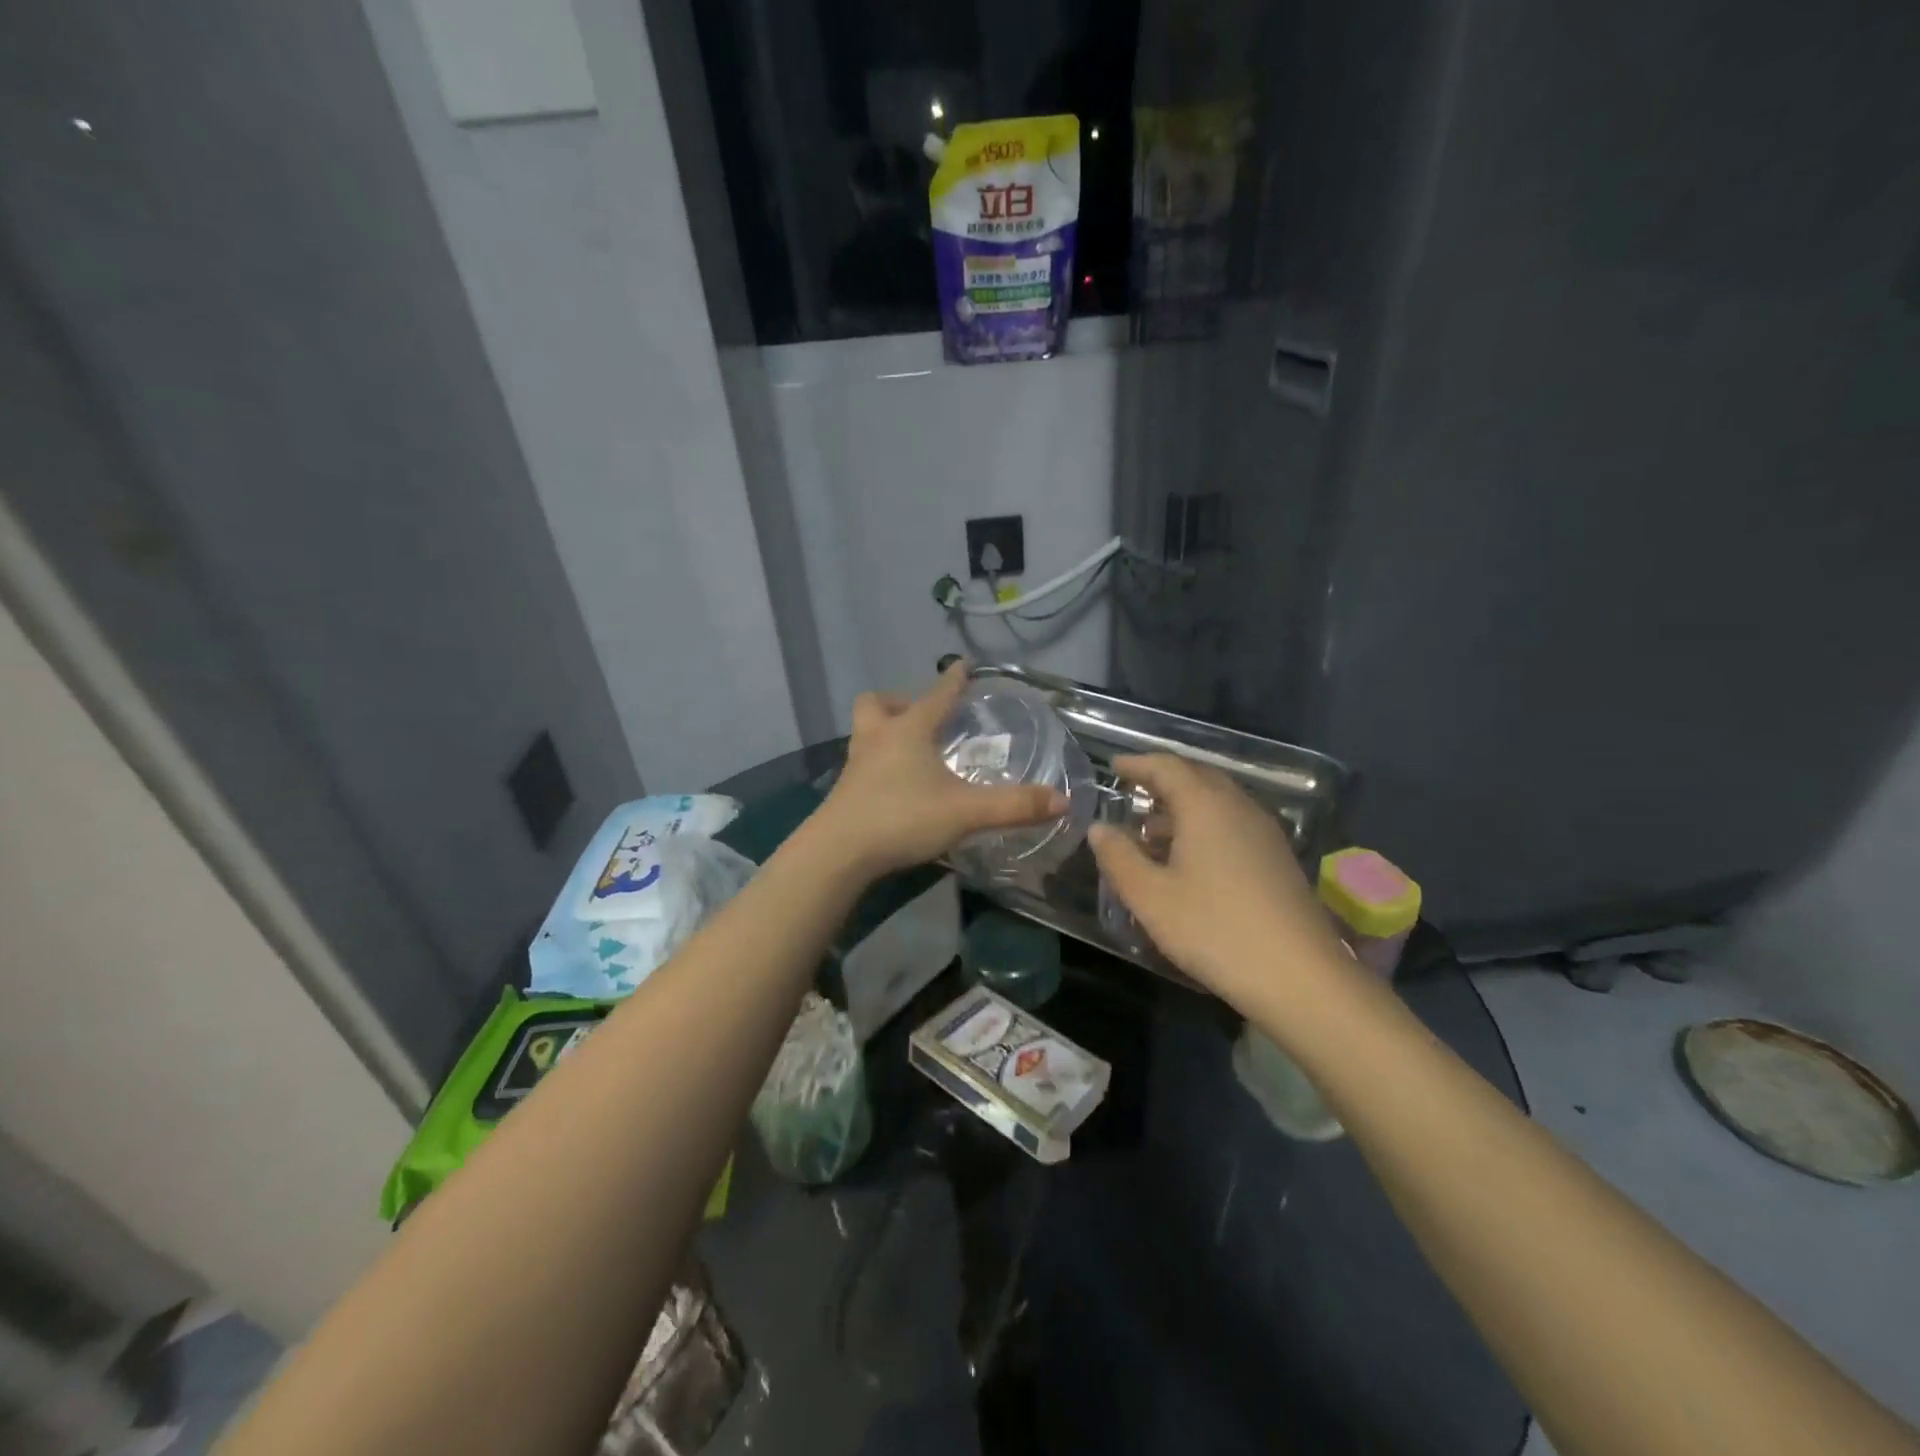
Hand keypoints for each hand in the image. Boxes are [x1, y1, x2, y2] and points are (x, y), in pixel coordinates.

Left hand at [815, 663, 1067, 877]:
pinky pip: (861, 762)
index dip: (953, 680)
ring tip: (910, 750)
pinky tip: (894, 785)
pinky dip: (878, 763)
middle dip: (900, 702)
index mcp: (908, 731)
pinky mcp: (844, 791)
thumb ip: (1014, 806)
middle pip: (878, 703)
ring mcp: (855, 764)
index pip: (936, 695)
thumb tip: (1061, 801)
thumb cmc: (902, 818)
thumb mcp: (965, 812)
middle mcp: (877, 738)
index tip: (963, 665)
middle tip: (922, 717)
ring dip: (885, 730)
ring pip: (865, 730)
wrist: (838, 853)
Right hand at [1089, 754, 1346, 1004]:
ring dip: (1183, 806)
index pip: (1167, 767)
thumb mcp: (1151, 898)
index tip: (1113, 766)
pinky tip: (1189, 859)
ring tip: (1151, 831)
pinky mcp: (1278, 859)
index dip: (1137, 764)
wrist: (1301, 977)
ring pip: (1218, 802)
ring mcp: (1264, 833)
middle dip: (1162, 780)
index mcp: (1205, 806)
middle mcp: (1238, 807)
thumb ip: (1119, 857)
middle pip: (1197, 777)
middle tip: (1132, 791)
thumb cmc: (1215, 930)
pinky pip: (1233, 823)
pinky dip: (1204, 826)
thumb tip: (1099, 828)